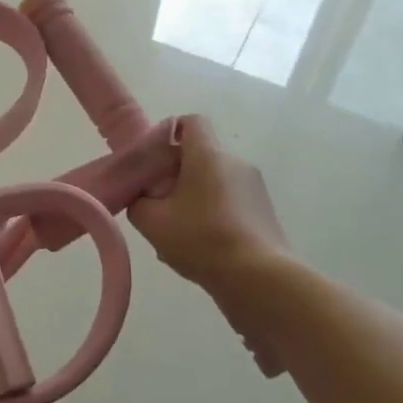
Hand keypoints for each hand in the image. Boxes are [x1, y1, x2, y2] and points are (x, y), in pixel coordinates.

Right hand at [128, 116, 286, 291]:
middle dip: (175, 174)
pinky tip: (200, 248)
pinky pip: (230, 204)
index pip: (191, 122)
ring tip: (177, 233)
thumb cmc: (201, 240)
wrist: (259, 280)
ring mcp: (254, 188)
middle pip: (200, 156)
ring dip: (193, 199)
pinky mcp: (264, 213)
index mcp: (208, 155)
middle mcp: (235, 163)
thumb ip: (138, 202)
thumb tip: (144, 197)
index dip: (169, 133)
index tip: (152, 160)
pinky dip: (212, 216)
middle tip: (157, 203)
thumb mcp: (151, 221)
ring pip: (214, 183)